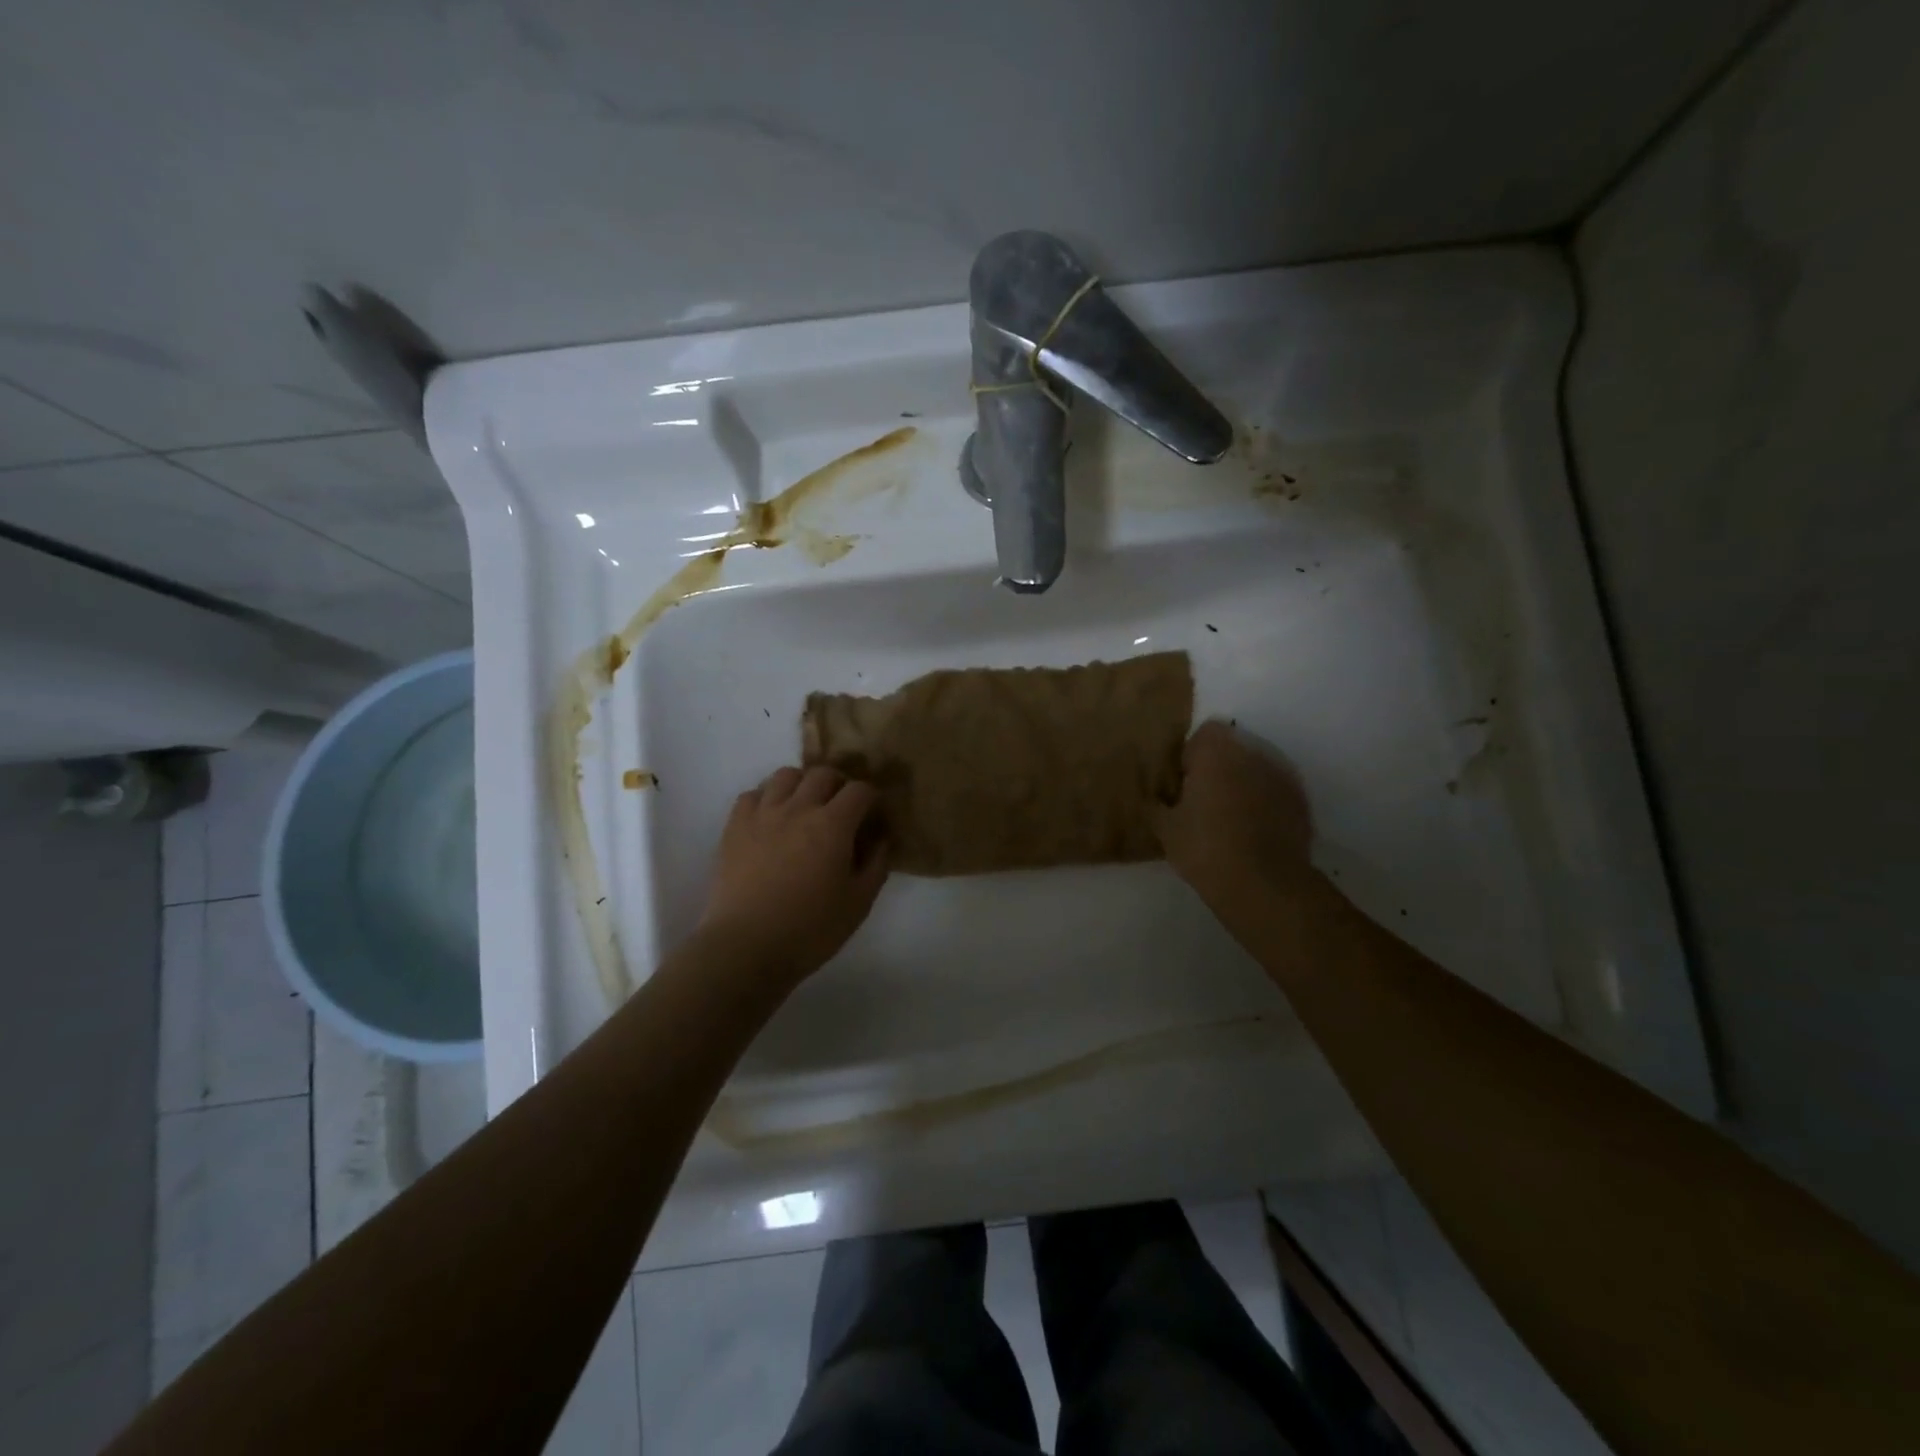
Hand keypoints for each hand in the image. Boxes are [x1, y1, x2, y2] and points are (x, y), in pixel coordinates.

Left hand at [699, 764, 889, 985]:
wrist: (745, 947)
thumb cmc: (809, 930)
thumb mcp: (858, 904)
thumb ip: (876, 866)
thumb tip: (881, 840)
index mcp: (833, 825)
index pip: (859, 790)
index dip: (871, 797)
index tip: (872, 813)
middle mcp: (798, 808)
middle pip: (823, 774)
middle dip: (838, 784)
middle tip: (841, 807)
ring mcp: (762, 814)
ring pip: (785, 775)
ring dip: (802, 784)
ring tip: (804, 806)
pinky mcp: (734, 827)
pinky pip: (752, 794)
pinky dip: (767, 798)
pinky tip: (771, 819)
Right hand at [1152, 720, 1316, 915]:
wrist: (1264, 884)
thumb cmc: (1205, 848)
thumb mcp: (1165, 829)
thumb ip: (1156, 805)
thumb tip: (1154, 798)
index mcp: (1217, 752)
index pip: (1203, 734)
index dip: (1190, 756)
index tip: (1183, 784)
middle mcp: (1253, 753)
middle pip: (1232, 749)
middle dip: (1218, 769)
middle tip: (1202, 801)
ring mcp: (1282, 776)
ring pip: (1255, 770)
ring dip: (1242, 785)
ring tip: (1229, 818)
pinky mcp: (1300, 801)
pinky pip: (1275, 792)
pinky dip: (1264, 803)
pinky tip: (1253, 832)